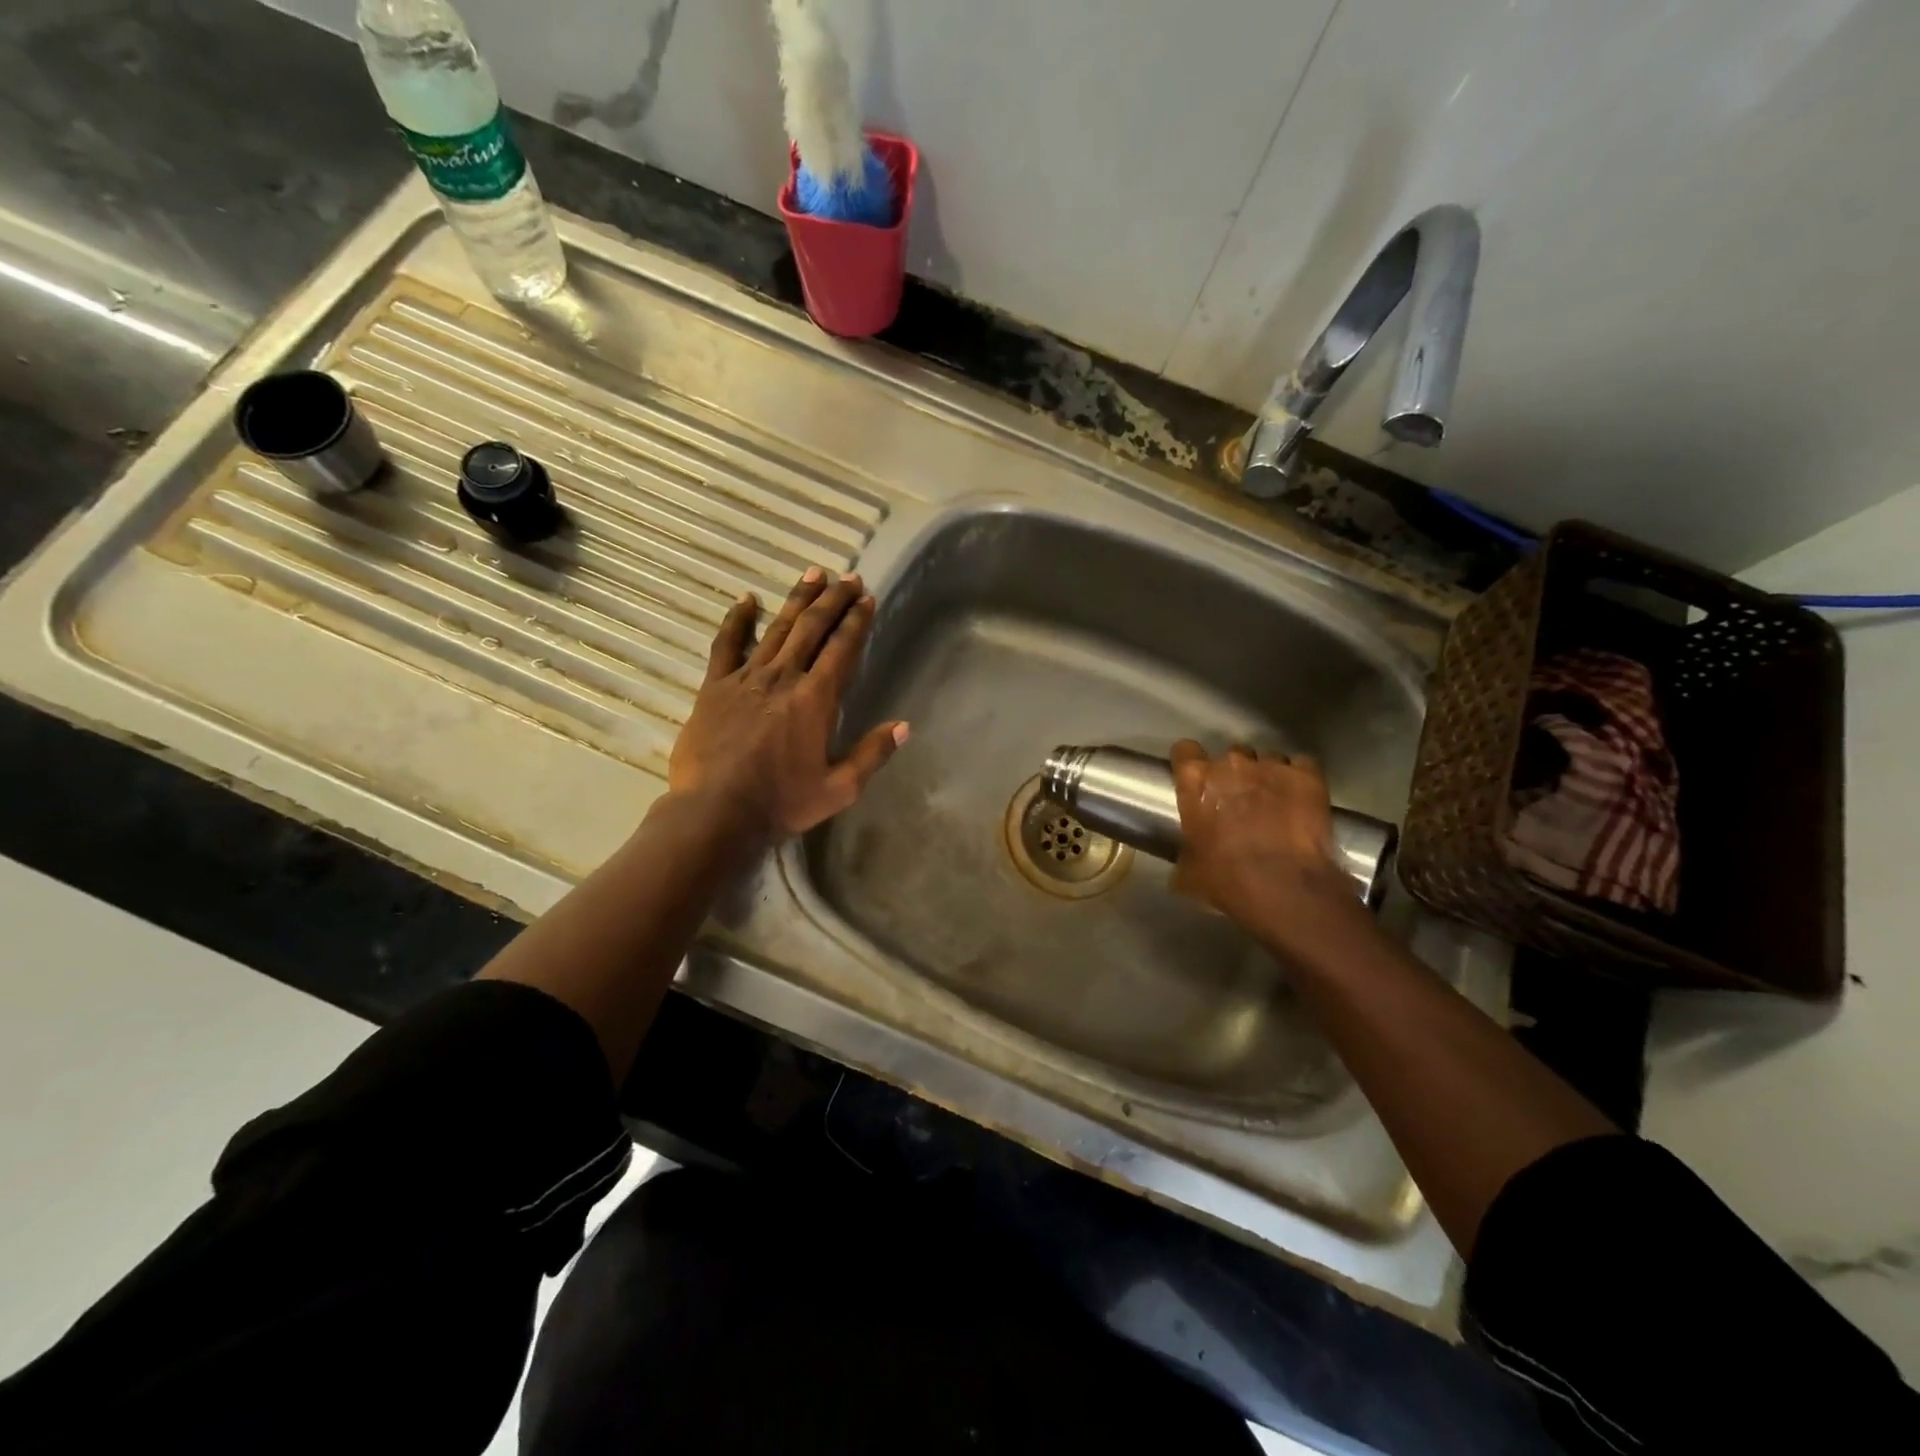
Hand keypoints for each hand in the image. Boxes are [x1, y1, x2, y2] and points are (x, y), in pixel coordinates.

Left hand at [667, 568, 907, 844]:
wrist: (715, 813)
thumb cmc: (782, 802)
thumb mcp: (839, 788)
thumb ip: (872, 754)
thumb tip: (904, 726)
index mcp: (816, 699)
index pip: (842, 648)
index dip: (857, 621)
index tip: (867, 597)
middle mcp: (784, 678)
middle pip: (812, 628)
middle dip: (833, 600)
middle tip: (848, 577)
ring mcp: (746, 678)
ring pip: (777, 629)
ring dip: (798, 600)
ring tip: (813, 573)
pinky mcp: (715, 687)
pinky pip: (726, 645)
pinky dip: (736, 620)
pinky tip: (746, 599)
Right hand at [1169, 740, 1365, 957]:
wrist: (1283, 887)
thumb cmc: (1226, 878)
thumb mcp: (1189, 869)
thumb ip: (1186, 847)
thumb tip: (1189, 855)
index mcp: (1195, 780)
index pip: (1185, 751)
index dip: (1190, 763)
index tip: (1195, 778)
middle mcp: (1231, 763)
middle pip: (1231, 754)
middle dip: (1234, 773)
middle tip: (1239, 799)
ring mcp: (1272, 765)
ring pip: (1268, 759)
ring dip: (1268, 775)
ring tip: (1275, 801)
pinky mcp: (1308, 775)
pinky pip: (1301, 765)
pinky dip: (1299, 778)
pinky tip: (1301, 798)